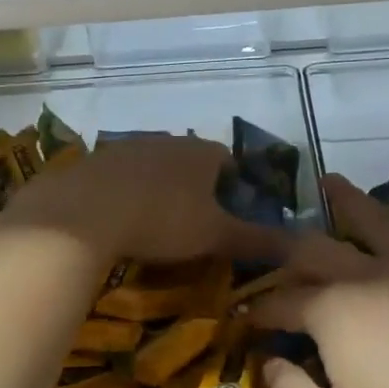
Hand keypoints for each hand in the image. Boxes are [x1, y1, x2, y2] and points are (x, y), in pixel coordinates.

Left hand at [0, 135, 289, 266]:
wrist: (86, 211)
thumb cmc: (163, 220)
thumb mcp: (215, 235)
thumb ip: (257, 240)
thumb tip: (302, 246)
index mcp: (201, 152)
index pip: (229, 160)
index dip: (235, 186)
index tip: (231, 214)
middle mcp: (167, 140)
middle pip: (191, 161)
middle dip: (197, 187)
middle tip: (195, 223)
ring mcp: (128, 147)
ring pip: (155, 166)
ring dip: (161, 188)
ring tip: (157, 223)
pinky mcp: (96, 161)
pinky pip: (122, 176)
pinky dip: (128, 193)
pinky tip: (122, 217)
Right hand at [247, 175, 388, 387]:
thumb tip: (271, 363)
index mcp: (335, 309)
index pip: (283, 301)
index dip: (260, 310)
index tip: (246, 318)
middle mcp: (373, 275)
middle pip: (319, 247)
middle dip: (287, 246)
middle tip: (270, 243)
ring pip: (375, 224)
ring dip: (346, 203)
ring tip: (330, 183)